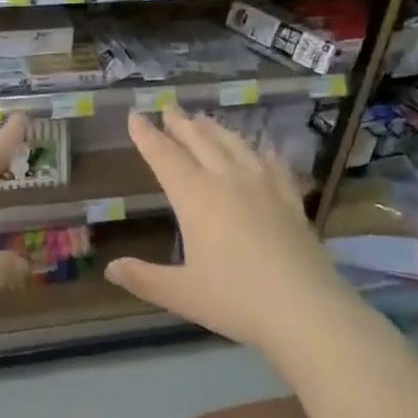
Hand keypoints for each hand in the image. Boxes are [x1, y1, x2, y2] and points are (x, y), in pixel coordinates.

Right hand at [105, 105, 358, 353]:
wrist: (306, 310)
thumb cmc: (235, 300)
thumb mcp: (180, 293)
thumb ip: (143, 278)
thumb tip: (111, 269)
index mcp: (196, 198)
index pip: (165, 157)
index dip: (147, 136)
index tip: (135, 116)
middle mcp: (228, 181)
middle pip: (200, 143)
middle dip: (181, 125)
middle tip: (169, 108)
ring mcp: (264, 187)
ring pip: (235, 146)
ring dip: (216, 130)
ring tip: (204, 119)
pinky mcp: (291, 201)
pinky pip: (273, 166)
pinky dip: (262, 153)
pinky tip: (264, 150)